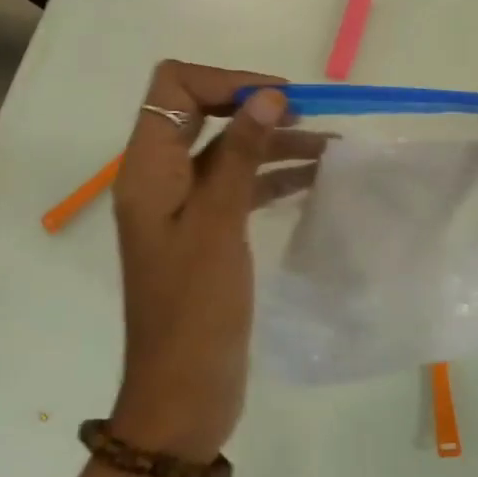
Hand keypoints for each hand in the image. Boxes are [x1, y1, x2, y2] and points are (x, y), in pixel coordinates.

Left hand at [109, 62, 318, 461]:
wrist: (183, 395)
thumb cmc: (196, 310)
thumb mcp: (219, 225)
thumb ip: (241, 155)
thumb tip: (267, 95)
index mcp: (147, 170)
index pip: (174, 89)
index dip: (224, 82)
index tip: (278, 98)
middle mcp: (161, 178)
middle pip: (203, 114)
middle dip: (255, 107)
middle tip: (309, 115)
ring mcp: (184, 206)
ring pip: (229, 150)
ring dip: (273, 141)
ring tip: (330, 145)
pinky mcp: (207, 231)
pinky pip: (240, 185)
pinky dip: (274, 175)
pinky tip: (316, 177)